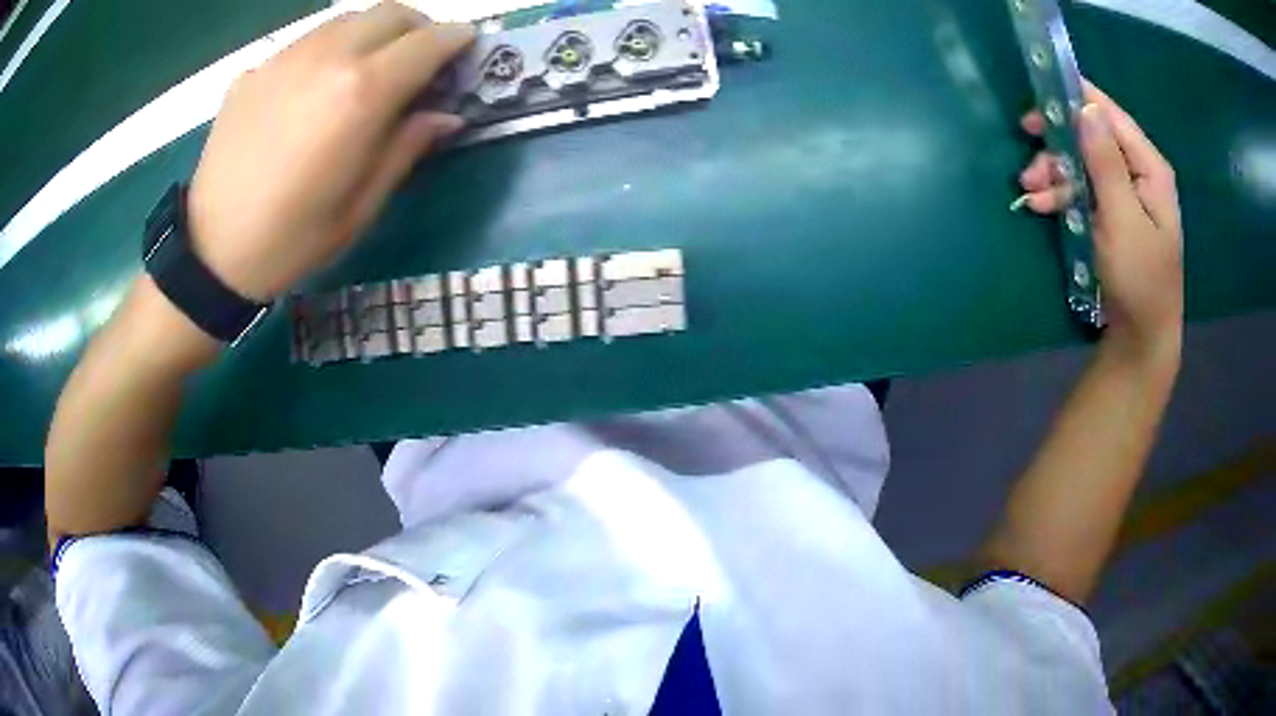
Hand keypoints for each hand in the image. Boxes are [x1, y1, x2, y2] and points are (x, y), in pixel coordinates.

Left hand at [187, 2, 474, 301]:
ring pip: (347, 20)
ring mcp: (286, 59)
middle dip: (418, 28)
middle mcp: (327, 58)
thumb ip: (406, 148)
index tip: (466, 48)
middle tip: (420, 58)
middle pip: (390, 13)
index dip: (456, 41)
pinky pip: (306, 42)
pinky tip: (316, 88)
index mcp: (361, 93)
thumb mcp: (361, 207)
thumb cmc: (292, 239)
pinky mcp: (255, 71)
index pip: (428, 42)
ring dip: (373, 33)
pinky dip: (328, 50)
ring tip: (369, 68)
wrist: (210, 253)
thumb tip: (445, 115)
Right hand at [1018, 81, 1183, 369]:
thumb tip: (1086, 107)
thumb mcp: (1122, 219)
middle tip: (1026, 142)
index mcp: (1149, 167)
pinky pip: (1081, 189)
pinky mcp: (1111, 214)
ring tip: (1028, 189)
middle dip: (1059, 141)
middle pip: (1092, 135)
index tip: (1039, 94)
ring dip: (1053, 171)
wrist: (1142, 337)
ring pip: (1082, 162)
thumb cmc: (1139, 279)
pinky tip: (1039, 205)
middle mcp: (1137, 172)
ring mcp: (1124, 194)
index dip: (1076, 97)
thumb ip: (1106, 163)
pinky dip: (1059, 194)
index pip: (1110, 114)